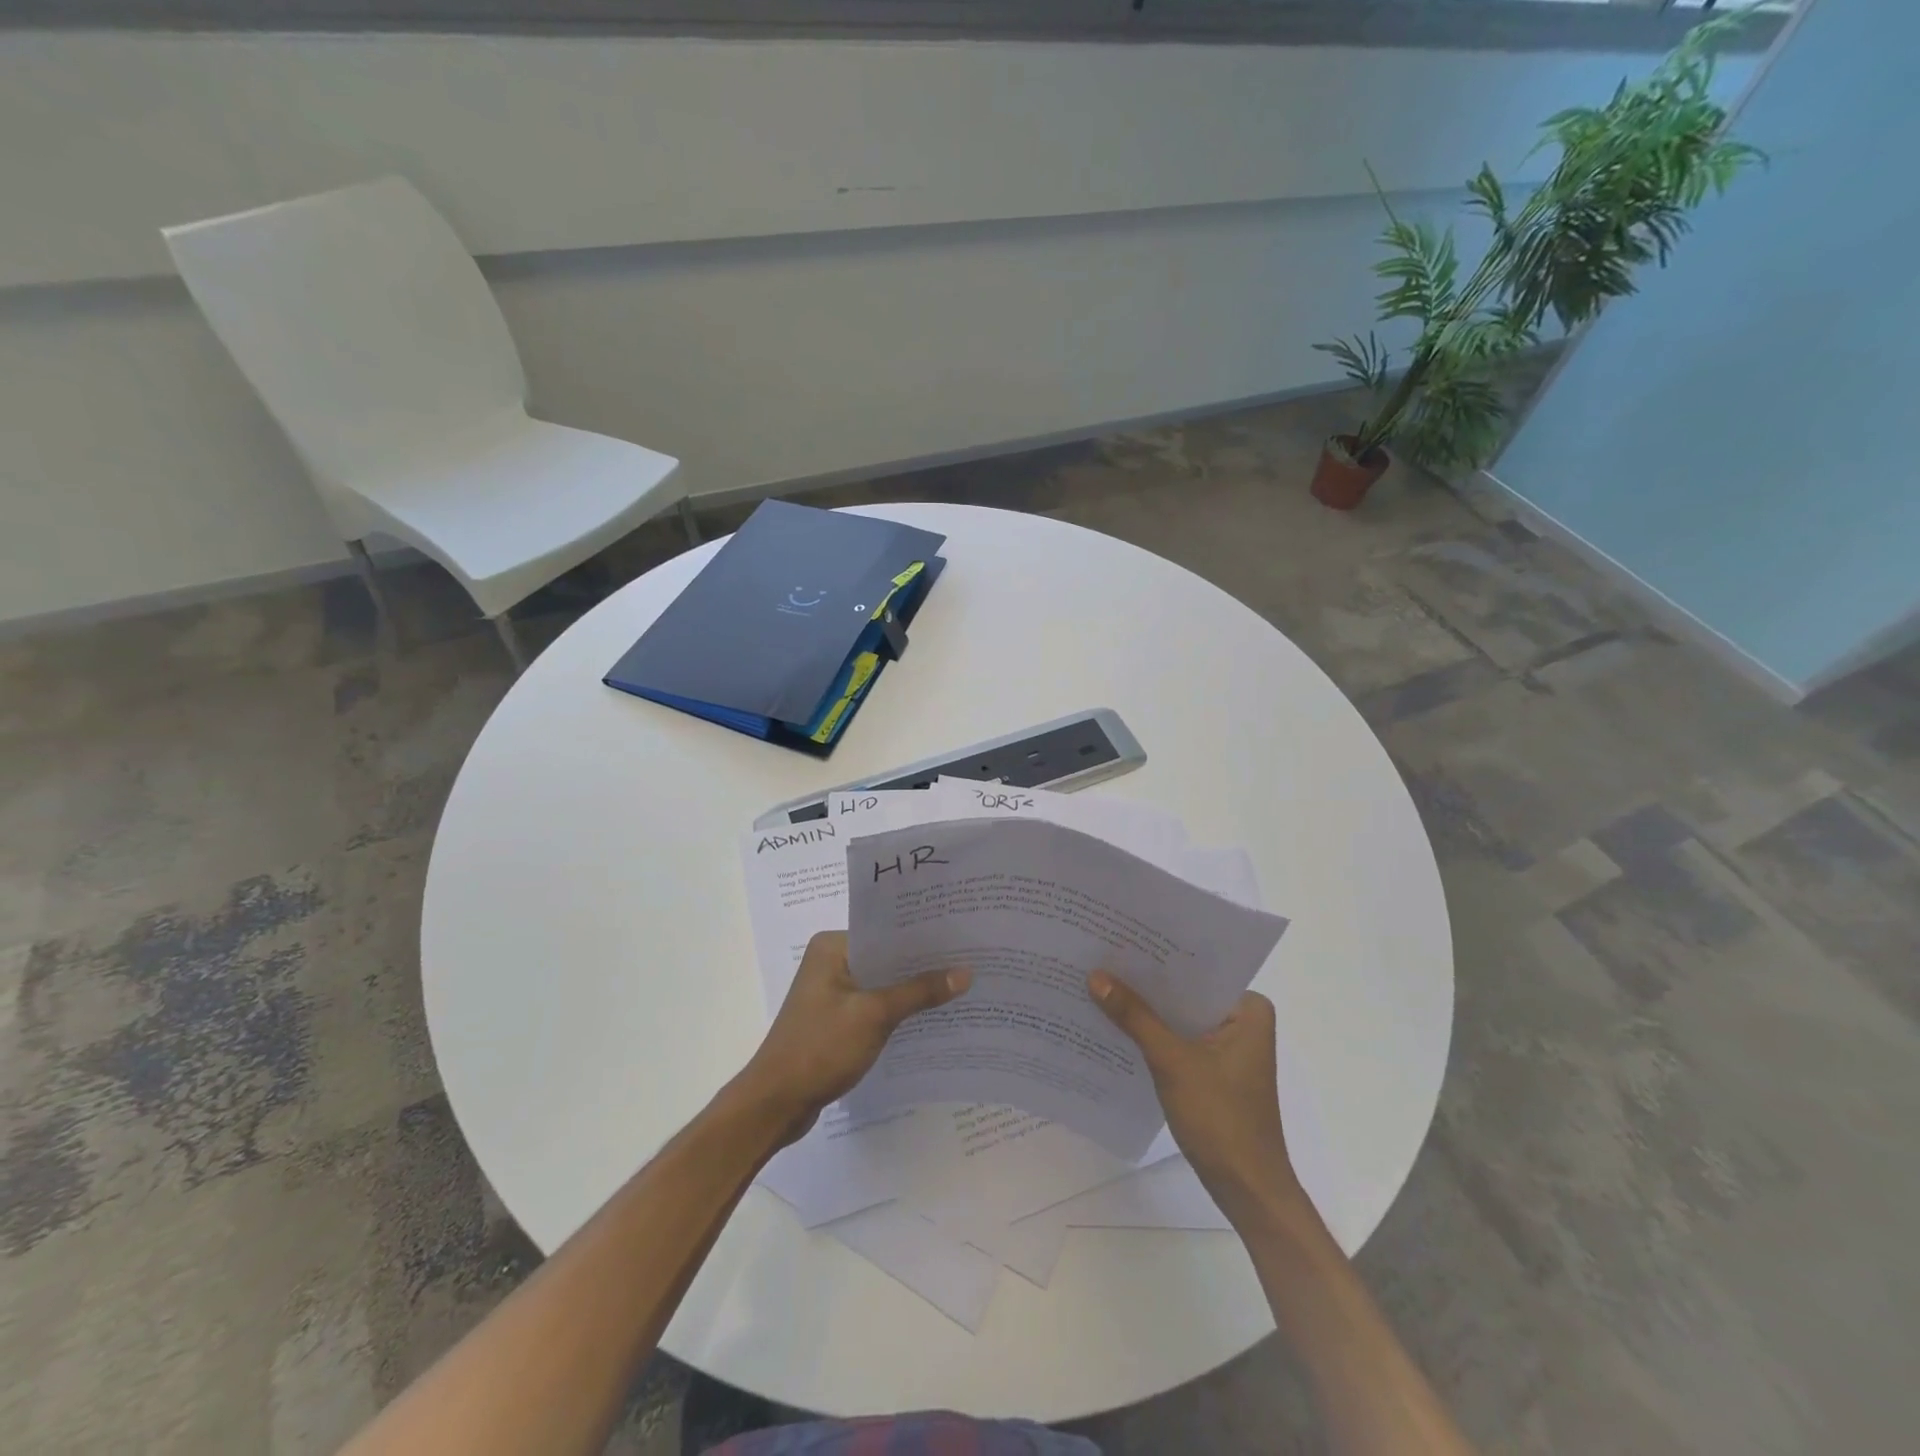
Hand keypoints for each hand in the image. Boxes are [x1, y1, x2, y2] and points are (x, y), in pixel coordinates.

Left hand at [740, 931, 969, 1144]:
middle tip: (970, 961)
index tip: (962, 937)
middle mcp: (830, 961)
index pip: (886, 931)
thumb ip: (919, 992)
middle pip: (886, 957)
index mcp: (832, 946)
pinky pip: (874, 1006)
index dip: (923, 936)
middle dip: (922, 964)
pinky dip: (897, 1011)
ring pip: (882, 983)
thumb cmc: (820, 1048)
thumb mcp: (875, 1015)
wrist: (775, 1104)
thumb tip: (965, 972)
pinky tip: (930, 1017)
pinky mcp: (835, 1019)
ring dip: (912, 990)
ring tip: (959, 987)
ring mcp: (831, 992)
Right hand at [1089, 971, 1305, 1223]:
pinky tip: (1116, 1025)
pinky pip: (1178, 1038)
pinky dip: (1152, 1035)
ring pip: (1179, 1016)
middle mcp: (1242, 1020)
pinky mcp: (1213, 1070)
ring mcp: (1228, 1047)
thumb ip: (1134, 1017)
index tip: (1119, 938)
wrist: (1247, 1191)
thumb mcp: (1172, 1062)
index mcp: (1249, 1009)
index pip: (1197, 970)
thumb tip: (1095, 976)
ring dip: (1146, 1010)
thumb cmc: (1221, 1119)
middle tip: (1100, 957)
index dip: (1157, 956)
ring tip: (1100, 984)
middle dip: (1146, 983)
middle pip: (1185, 992)